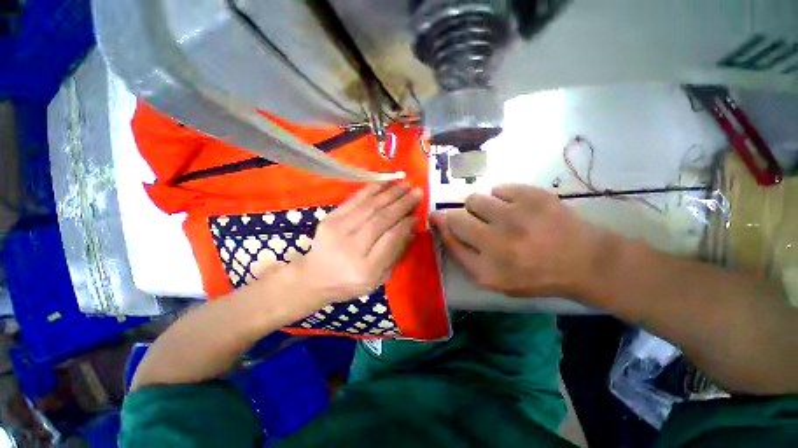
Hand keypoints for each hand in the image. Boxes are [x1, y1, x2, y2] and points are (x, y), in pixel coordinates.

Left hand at [294, 183, 421, 304]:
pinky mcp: (329, 219)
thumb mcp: (379, 278)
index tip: (417, 214)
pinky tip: (384, 183)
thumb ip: (396, 254)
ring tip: (405, 185)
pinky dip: (371, 190)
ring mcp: (338, 231)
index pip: (391, 239)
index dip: (406, 223)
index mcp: (366, 270)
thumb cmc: (350, 282)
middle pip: (381, 219)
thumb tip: (411, 228)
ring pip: (369, 206)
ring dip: (390, 193)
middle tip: (417, 192)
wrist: (314, 278)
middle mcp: (352, 248)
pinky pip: (354, 200)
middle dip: (402, 203)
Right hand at [431, 184, 614, 300]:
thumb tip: (443, 227)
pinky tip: (517, 208)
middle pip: (456, 217)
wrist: (585, 261)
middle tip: (473, 219)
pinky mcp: (532, 197)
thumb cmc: (535, 275)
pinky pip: (499, 189)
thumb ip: (465, 257)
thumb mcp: (495, 280)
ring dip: (481, 206)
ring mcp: (515, 217)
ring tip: (499, 214)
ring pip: (475, 199)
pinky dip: (503, 197)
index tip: (436, 217)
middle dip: (458, 216)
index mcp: (486, 270)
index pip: (449, 240)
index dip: (440, 226)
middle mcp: (496, 244)